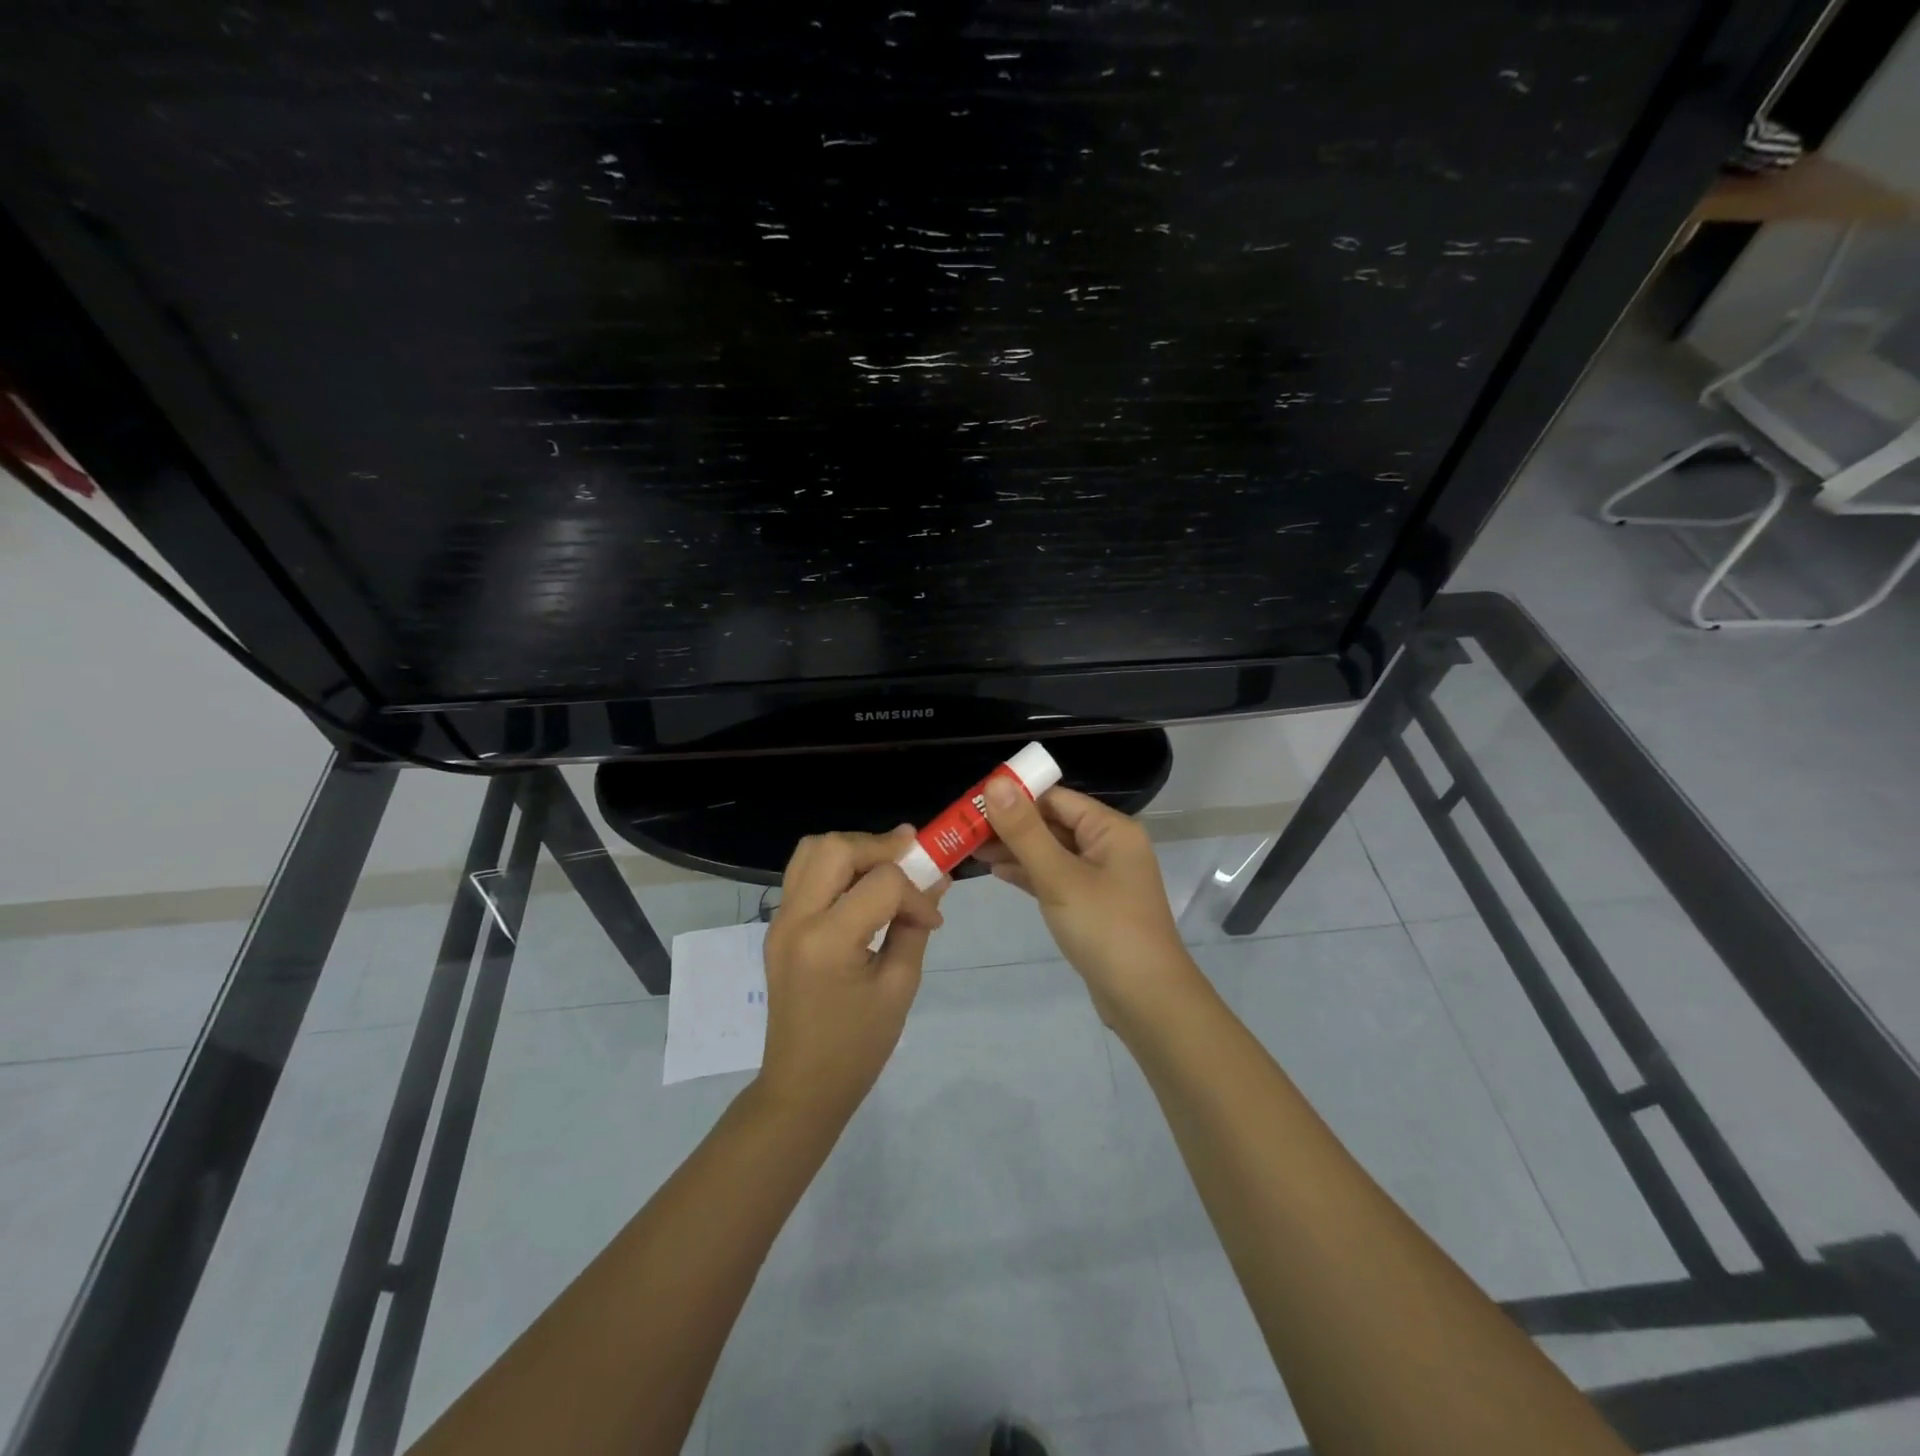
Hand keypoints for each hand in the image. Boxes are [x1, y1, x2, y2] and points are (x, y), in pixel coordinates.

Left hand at [760, 827, 945, 1117]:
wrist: (802, 1086)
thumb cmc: (858, 1046)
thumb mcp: (899, 987)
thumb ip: (914, 927)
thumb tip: (935, 883)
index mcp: (828, 941)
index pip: (882, 883)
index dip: (916, 893)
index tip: (932, 919)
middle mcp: (796, 919)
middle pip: (836, 847)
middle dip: (880, 847)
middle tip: (912, 857)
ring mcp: (780, 920)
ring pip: (812, 850)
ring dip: (853, 849)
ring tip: (886, 866)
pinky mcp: (778, 926)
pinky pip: (803, 873)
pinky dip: (835, 867)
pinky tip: (861, 888)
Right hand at [976, 781, 1200, 1024]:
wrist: (1146, 1000)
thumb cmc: (1105, 929)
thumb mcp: (1059, 876)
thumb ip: (1025, 831)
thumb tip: (994, 783)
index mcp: (1110, 829)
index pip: (1055, 798)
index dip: (1014, 796)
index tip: (972, 802)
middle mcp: (1109, 846)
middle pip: (1053, 823)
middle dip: (1010, 825)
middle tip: (963, 828)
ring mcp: (1101, 877)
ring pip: (1051, 852)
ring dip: (1015, 849)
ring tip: (970, 849)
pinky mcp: (1091, 905)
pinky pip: (1055, 877)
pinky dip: (1029, 873)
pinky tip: (997, 871)